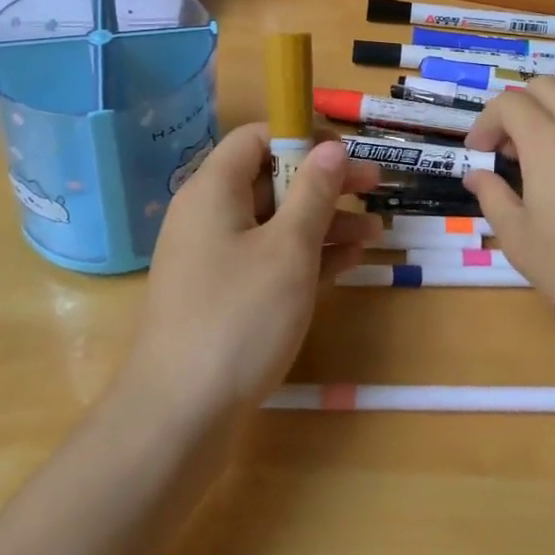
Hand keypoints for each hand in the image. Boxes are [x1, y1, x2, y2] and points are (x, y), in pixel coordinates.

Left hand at [119, 123, 379, 426]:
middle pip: (270, 179)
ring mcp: (215, 258)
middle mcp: (209, 215)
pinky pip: (269, 258)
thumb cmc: (238, 318)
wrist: (179, 417)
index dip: (303, 137)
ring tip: (376, 231)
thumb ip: (314, 193)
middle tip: (375, 188)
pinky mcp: (224, 295)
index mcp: (213, 190)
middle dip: (324, 183)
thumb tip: (332, 147)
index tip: (347, 153)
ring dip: (324, 222)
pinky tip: (350, 261)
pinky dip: (306, 255)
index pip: (256, 138)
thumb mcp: (288, 250)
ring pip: (275, 222)